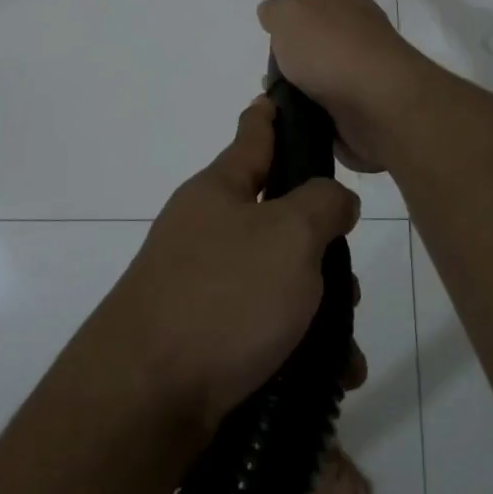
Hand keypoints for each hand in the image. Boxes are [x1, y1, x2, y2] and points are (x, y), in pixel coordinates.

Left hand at [98, 96, 363, 437]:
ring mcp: (201, 285)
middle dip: (320, 246)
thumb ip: (322, 204)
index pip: (252, 136)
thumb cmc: (223, 297)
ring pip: (277, 280)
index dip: (269, 115)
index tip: (276, 95)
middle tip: (347, 276)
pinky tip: (328, 377)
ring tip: (345, 348)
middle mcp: (206, 231)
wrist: (145, 398)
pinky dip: (299, 346)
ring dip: (319, 308)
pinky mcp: (204, 338)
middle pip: (276, 219)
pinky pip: (265, 329)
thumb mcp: (289, 235)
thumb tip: (332, 199)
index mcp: (219, 191)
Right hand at [257, 0, 441, 174]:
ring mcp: (364, 65)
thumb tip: (273, 13)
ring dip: (306, 73)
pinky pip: (331, 100)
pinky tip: (292, 111)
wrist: (377, 101)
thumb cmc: (329, 47)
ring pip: (328, 64)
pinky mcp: (365, 101)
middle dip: (306, 31)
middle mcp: (357, 27)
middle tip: (277, 45)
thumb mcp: (288, 16)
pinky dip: (314, 104)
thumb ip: (277, 11)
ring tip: (274, 86)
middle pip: (328, 22)